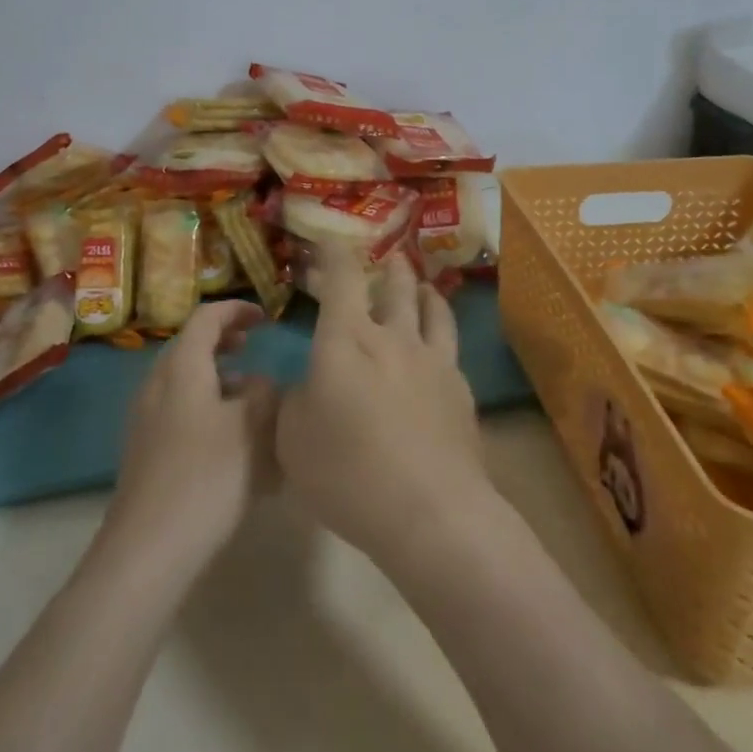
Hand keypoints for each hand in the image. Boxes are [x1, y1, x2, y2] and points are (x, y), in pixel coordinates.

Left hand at [106, 299, 278, 569]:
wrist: (148, 548)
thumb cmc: (206, 477)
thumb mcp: (252, 428)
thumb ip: (264, 394)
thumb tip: (261, 383)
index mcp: (182, 368)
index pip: (206, 318)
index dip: (236, 310)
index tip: (265, 317)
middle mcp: (157, 385)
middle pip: (190, 347)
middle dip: (224, 341)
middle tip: (253, 346)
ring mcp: (146, 419)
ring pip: (185, 382)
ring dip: (217, 378)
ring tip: (250, 398)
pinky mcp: (145, 451)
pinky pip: (179, 412)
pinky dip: (206, 408)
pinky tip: (231, 443)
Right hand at [276, 249, 492, 567]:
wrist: (430, 512)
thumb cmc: (348, 472)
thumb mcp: (292, 439)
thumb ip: (292, 401)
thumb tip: (302, 386)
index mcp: (346, 339)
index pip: (341, 277)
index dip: (333, 252)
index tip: (327, 240)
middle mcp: (393, 336)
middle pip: (395, 284)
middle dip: (387, 265)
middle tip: (384, 257)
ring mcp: (433, 360)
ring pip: (431, 307)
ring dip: (423, 289)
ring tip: (421, 285)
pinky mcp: (460, 389)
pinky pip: (450, 345)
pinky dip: (441, 331)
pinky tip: (439, 346)